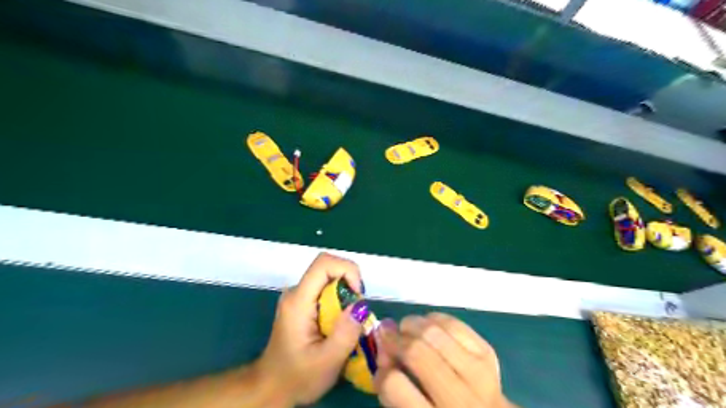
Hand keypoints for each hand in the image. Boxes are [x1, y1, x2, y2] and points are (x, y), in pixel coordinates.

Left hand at [257, 254, 368, 405]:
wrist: (271, 388)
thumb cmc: (297, 377)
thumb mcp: (327, 362)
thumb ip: (345, 333)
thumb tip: (361, 305)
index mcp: (298, 301)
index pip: (323, 263)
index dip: (347, 270)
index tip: (358, 296)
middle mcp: (296, 292)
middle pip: (329, 268)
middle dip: (350, 284)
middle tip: (357, 313)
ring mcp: (298, 296)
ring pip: (329, 279)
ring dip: (346, 294)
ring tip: (350, 321)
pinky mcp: (303, 303)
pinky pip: (326, 290)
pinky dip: (340, 300)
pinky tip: (340, 324)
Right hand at [378, 315, 512, 405]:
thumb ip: (392, 388)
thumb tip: (382, 344)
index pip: (394, 384)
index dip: (381, 372)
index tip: (382, 366)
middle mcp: (458, 398)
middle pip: (416, 352)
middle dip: (394, 339)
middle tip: (387, 337)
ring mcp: (478, 372)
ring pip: (434, 331)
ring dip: (412, 324)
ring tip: (406, 330)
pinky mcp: (487, 353)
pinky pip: (454, 323)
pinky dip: (434, 319)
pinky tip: (428, 327)